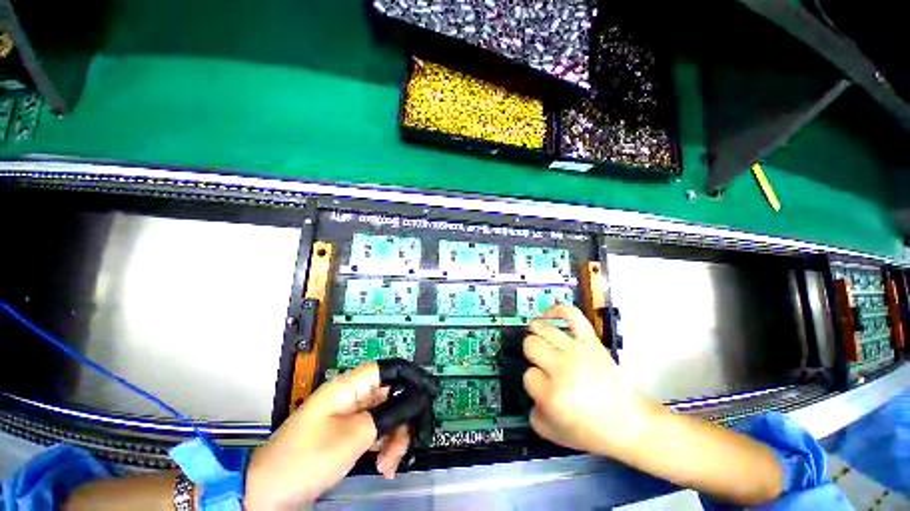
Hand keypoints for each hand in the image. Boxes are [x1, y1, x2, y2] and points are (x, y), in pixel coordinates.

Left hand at [245, 359, 436, 508]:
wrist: (268, 491)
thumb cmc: (308, 458)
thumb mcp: (354, 436)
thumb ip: (389, 414)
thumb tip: (416, 398)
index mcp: (351, 386)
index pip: (389, 368)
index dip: (412, 376)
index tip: (430, 393)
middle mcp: (353, 395)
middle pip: (392, 395)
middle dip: (404, 419)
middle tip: (409, 443)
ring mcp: (351, 415)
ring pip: (387, 415)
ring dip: (394, 438)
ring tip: (389, 465)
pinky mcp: (349, 432)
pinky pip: (376, 431)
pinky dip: (384, 447)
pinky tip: (384, 467)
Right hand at [523, 305, 654, 456]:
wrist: (630, 424)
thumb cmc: (591, 431)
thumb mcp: (553, 433)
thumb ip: (532, 411)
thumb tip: (530, 389)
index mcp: (553, 394)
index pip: (527, 375)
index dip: (533, 382)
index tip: (544, 389)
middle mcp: (563, 368)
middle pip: (531, 345)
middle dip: (532, 356)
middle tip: (542, 365)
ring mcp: (578, 351)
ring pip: (542, 328)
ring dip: (536, 333)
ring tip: (539, 340)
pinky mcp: (591, 341)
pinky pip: (572, 315)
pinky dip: (558, 310)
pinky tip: (547, 315)